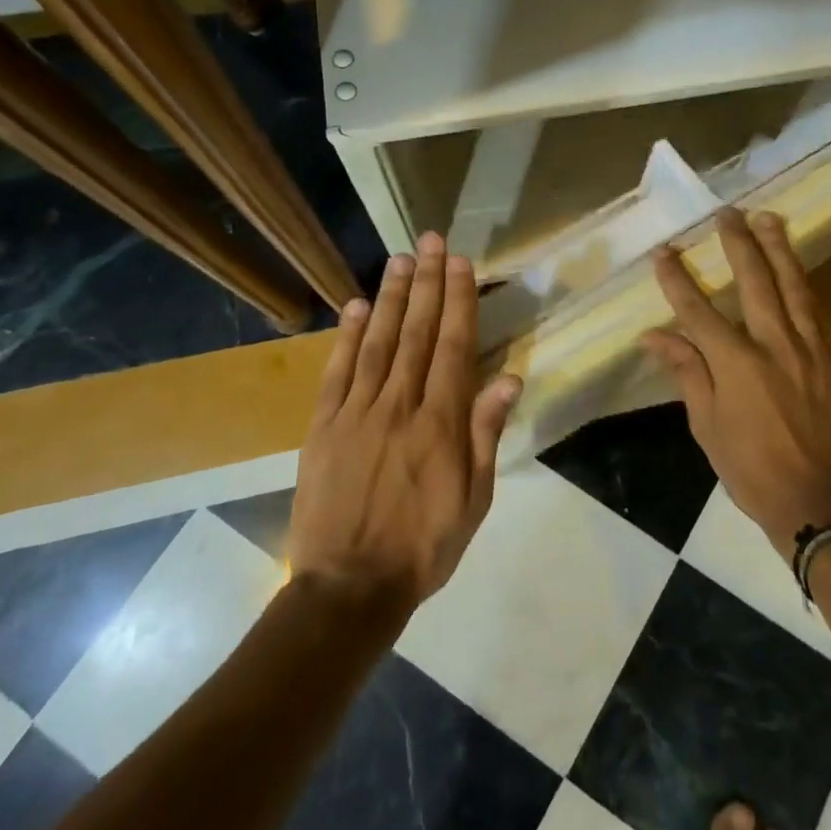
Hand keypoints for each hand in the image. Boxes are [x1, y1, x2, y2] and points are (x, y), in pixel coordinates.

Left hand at [289, 232, 522, 611]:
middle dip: (426, 283)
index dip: (458, 300)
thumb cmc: (423, 547)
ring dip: (390, 297)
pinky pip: (336, 371)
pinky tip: (355, 306)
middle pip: (416, 332)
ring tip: (399, 260)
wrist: (349, 588)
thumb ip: (486, 433)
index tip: (460, 263)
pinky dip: (346, 336)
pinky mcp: (323, 426)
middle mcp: (399, 405)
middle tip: (430, 241)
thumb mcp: (473, 500)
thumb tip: (508, 377)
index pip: (453, 346)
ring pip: (377, 342)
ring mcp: (356, 412)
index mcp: (440, 423)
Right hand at [643, 208, 830, 559]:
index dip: (677, 279)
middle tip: (726, 213)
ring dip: (778, 249)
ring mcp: (810, 349)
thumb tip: (655, 335)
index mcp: (736, 365)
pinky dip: (802, 284)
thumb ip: (687, 373)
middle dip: (737, 244)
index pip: (698, 310)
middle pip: (754, 281)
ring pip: (793, 286)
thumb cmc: (753, 471)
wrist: (823, 505)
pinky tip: (796, 270)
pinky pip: (816, 311)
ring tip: (768, 218)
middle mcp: (774, 345)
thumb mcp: (707, 428)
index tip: (664, 252)